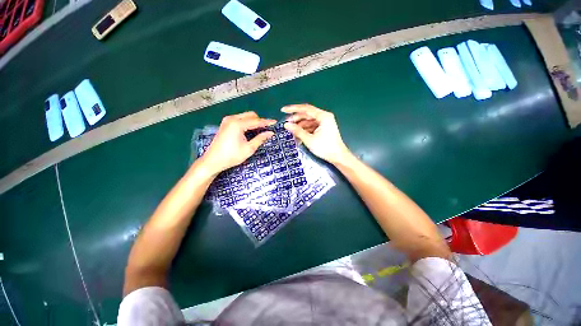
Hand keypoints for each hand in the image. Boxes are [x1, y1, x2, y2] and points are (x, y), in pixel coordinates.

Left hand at [200, 111, 274, 174]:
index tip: (275, 122)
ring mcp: (227, 121)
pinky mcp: (225, 124)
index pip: (256, 121)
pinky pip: (239, 119)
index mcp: (238, 124)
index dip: (266, 122)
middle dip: (260, 121)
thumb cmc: (232, 156)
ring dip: (253, 122)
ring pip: (245, 116)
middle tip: (267, 129)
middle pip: (250, 115)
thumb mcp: (249, 149)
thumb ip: (260, 139)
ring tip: (260, 130)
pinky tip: (250, 131)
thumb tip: (270, 133)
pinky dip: (247, 123)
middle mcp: (232, 119)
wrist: (213, 161)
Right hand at [282, 104, 350, 164]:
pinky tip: (298, 135)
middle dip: (296, 119)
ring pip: (309, 121)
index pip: (305, 109)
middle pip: (307, 115)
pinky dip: (305, 130)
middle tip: (286, 124)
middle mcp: (324, 117)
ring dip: (300, 125)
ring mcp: (324, 123)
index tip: (283, 110)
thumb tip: (286, 125)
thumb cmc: (325, 148)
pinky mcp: (324, 128)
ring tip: (291, 131)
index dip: (293, 109)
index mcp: (323, 116)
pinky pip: (312, 126)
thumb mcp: (309, 139)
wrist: (338, 156)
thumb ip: (297, 131)